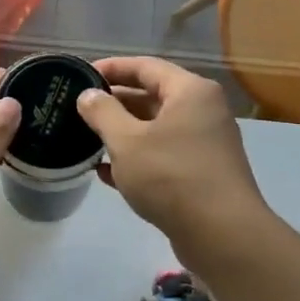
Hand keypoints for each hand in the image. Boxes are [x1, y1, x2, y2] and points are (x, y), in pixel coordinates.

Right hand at [75, 57, 262, 242]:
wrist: (220, 233)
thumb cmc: (170, 176)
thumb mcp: (126, 141)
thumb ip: (103, 113)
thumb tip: (87, 95)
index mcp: (190, 92)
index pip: (145, 67)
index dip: (111, 68)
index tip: (80, 75)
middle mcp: (202, 111)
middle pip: (152, 96)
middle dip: (114, 103)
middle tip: (78, 109)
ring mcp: (204, 144)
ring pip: (155, 129)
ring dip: (122, 133)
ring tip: (86, 138)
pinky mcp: (200, 174)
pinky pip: (162, 156)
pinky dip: (136, 159)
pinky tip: (104, 173)